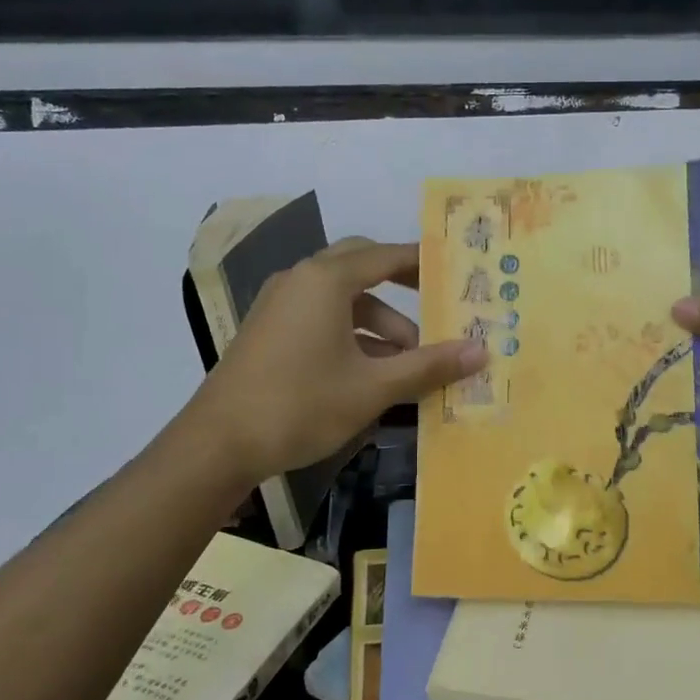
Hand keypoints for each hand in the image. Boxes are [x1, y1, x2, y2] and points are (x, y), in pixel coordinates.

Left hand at [187, 238, 485, 485]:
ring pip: (343, 300)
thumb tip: (481, 351)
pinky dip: (353, 336)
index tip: (456, 271)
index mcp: (325, 280)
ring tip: (411, 363)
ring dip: (380, 324)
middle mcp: (301, 280)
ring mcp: (281, 305)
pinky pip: (322, 319)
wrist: (218, 444)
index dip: (424, 262)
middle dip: (402, 289)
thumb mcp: (373, 387)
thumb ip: (428, 366)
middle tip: (438, 307)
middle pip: (362, 268)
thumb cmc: (301, 405)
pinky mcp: (271, 331)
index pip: (386, 256)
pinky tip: (374, 373)